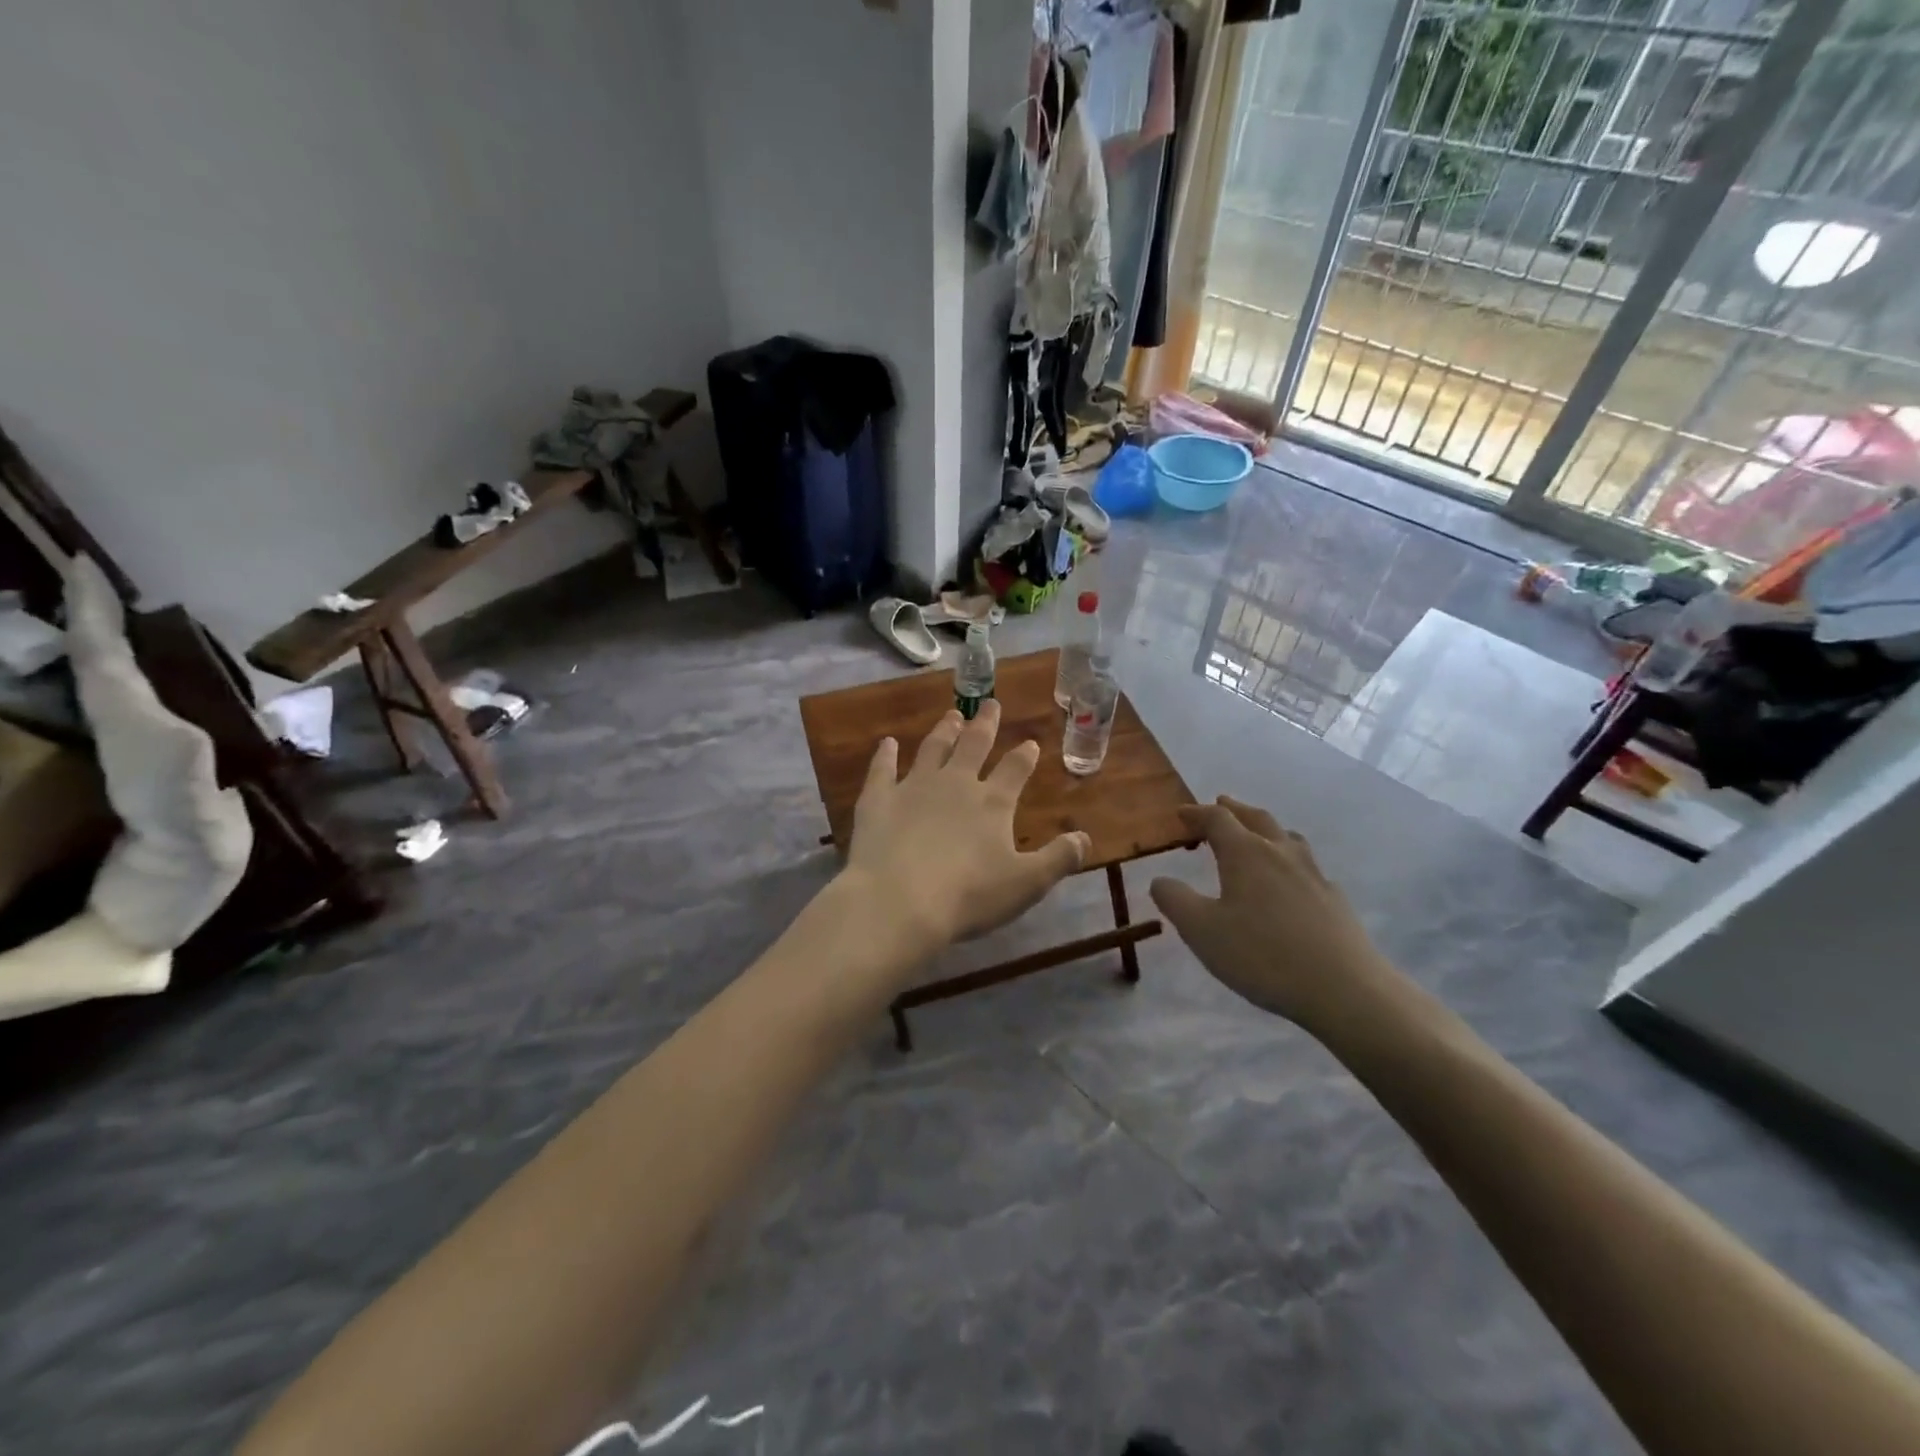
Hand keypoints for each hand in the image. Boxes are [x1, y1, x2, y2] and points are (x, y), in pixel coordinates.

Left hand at [842, 700, 1089, 948]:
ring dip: (943, 731)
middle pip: (973, 745)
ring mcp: (913, 787)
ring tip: (951, 715)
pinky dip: (884, 755)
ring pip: (932, 750)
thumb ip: (1058, 859)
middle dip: (985, 725)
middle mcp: (955, 784)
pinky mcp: (878, 799)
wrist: (898, 901)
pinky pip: (881, 770)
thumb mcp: (1026, 884)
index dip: (1024, 756)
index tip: (1030, 743)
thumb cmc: (968, 896)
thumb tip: (1085, 838)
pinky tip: (886, 743)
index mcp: (992, 803)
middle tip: (990, 705)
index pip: (1015, 769)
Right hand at [1149, 797, 1396, 1030]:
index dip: (1196, 814)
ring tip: (1256, 834)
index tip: (1180, 814)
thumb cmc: (1262, 955)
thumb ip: (1175, 900)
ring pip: (1286, 837)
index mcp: (1246, 853)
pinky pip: (1307, 865)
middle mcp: (1280, 853)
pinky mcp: (1334, 899)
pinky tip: (1289, 881)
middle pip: (1256, 818)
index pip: (1217, 819)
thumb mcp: (1201, 931)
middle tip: (1219, 805)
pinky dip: (1288, 859)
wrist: (1344, 989)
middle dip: (1234, 810)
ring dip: (1265, 828)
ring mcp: (1313, 874)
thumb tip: (1160, 880)